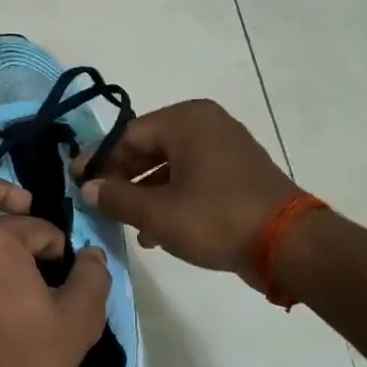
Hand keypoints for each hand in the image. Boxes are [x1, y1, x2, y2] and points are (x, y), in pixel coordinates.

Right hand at [75, 99, 302, 288]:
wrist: (288, 245)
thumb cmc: (216, 219)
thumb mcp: (157, 212)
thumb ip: (117, 197)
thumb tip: (88, 188)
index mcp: (186, 120)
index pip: (127, 135)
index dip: (99, 161)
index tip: (77, 182)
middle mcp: (206, 125)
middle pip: (148, 148)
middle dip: (122, 179)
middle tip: (99, 204)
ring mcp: (225, 148)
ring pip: (169, 167)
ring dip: (145, 194)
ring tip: (127, 224)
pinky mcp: (237, 174)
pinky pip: (192, 179)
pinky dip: (171, 199)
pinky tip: (156, 232)